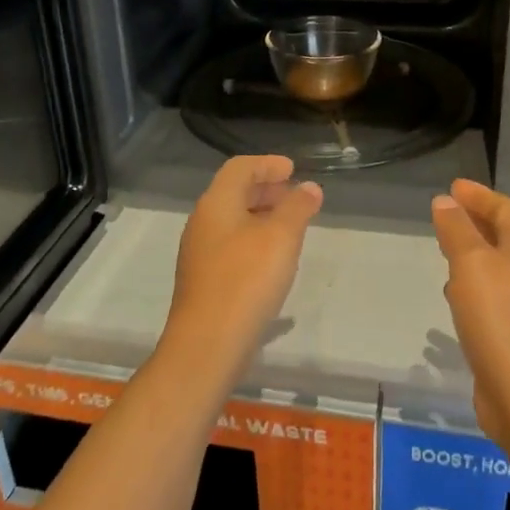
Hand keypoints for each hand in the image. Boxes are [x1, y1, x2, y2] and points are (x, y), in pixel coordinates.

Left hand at [164, 155, 322, 380]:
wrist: (207, 345)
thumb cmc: (246, 281)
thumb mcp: (281, 238)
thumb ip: (297, 208)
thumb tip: (309, 187)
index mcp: (216, 204)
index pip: (240, 168)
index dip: (267, 164)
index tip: (293, 170)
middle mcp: (202, 223)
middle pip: (234, 193)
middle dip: (266, 190)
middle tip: (295, 196)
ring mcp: (200, 254)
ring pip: (233, 222)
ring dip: (262, 217)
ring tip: (291, 228)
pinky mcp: (205, 281)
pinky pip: (231, 246)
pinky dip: (254, 240)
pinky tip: (274, 261)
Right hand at [431, 179, 509, 448]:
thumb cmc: (499, 318)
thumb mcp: (471, 264)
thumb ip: (457, 230)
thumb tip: (445, 201)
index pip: (506, 210)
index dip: (481, 196)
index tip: (454, 187)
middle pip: (505, 236)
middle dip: (478, 220)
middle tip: (448, 212)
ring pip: (497, 266)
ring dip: (474, 252)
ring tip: (446, 248)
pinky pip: (491, 295)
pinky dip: (472, 284)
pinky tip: (454, 296)